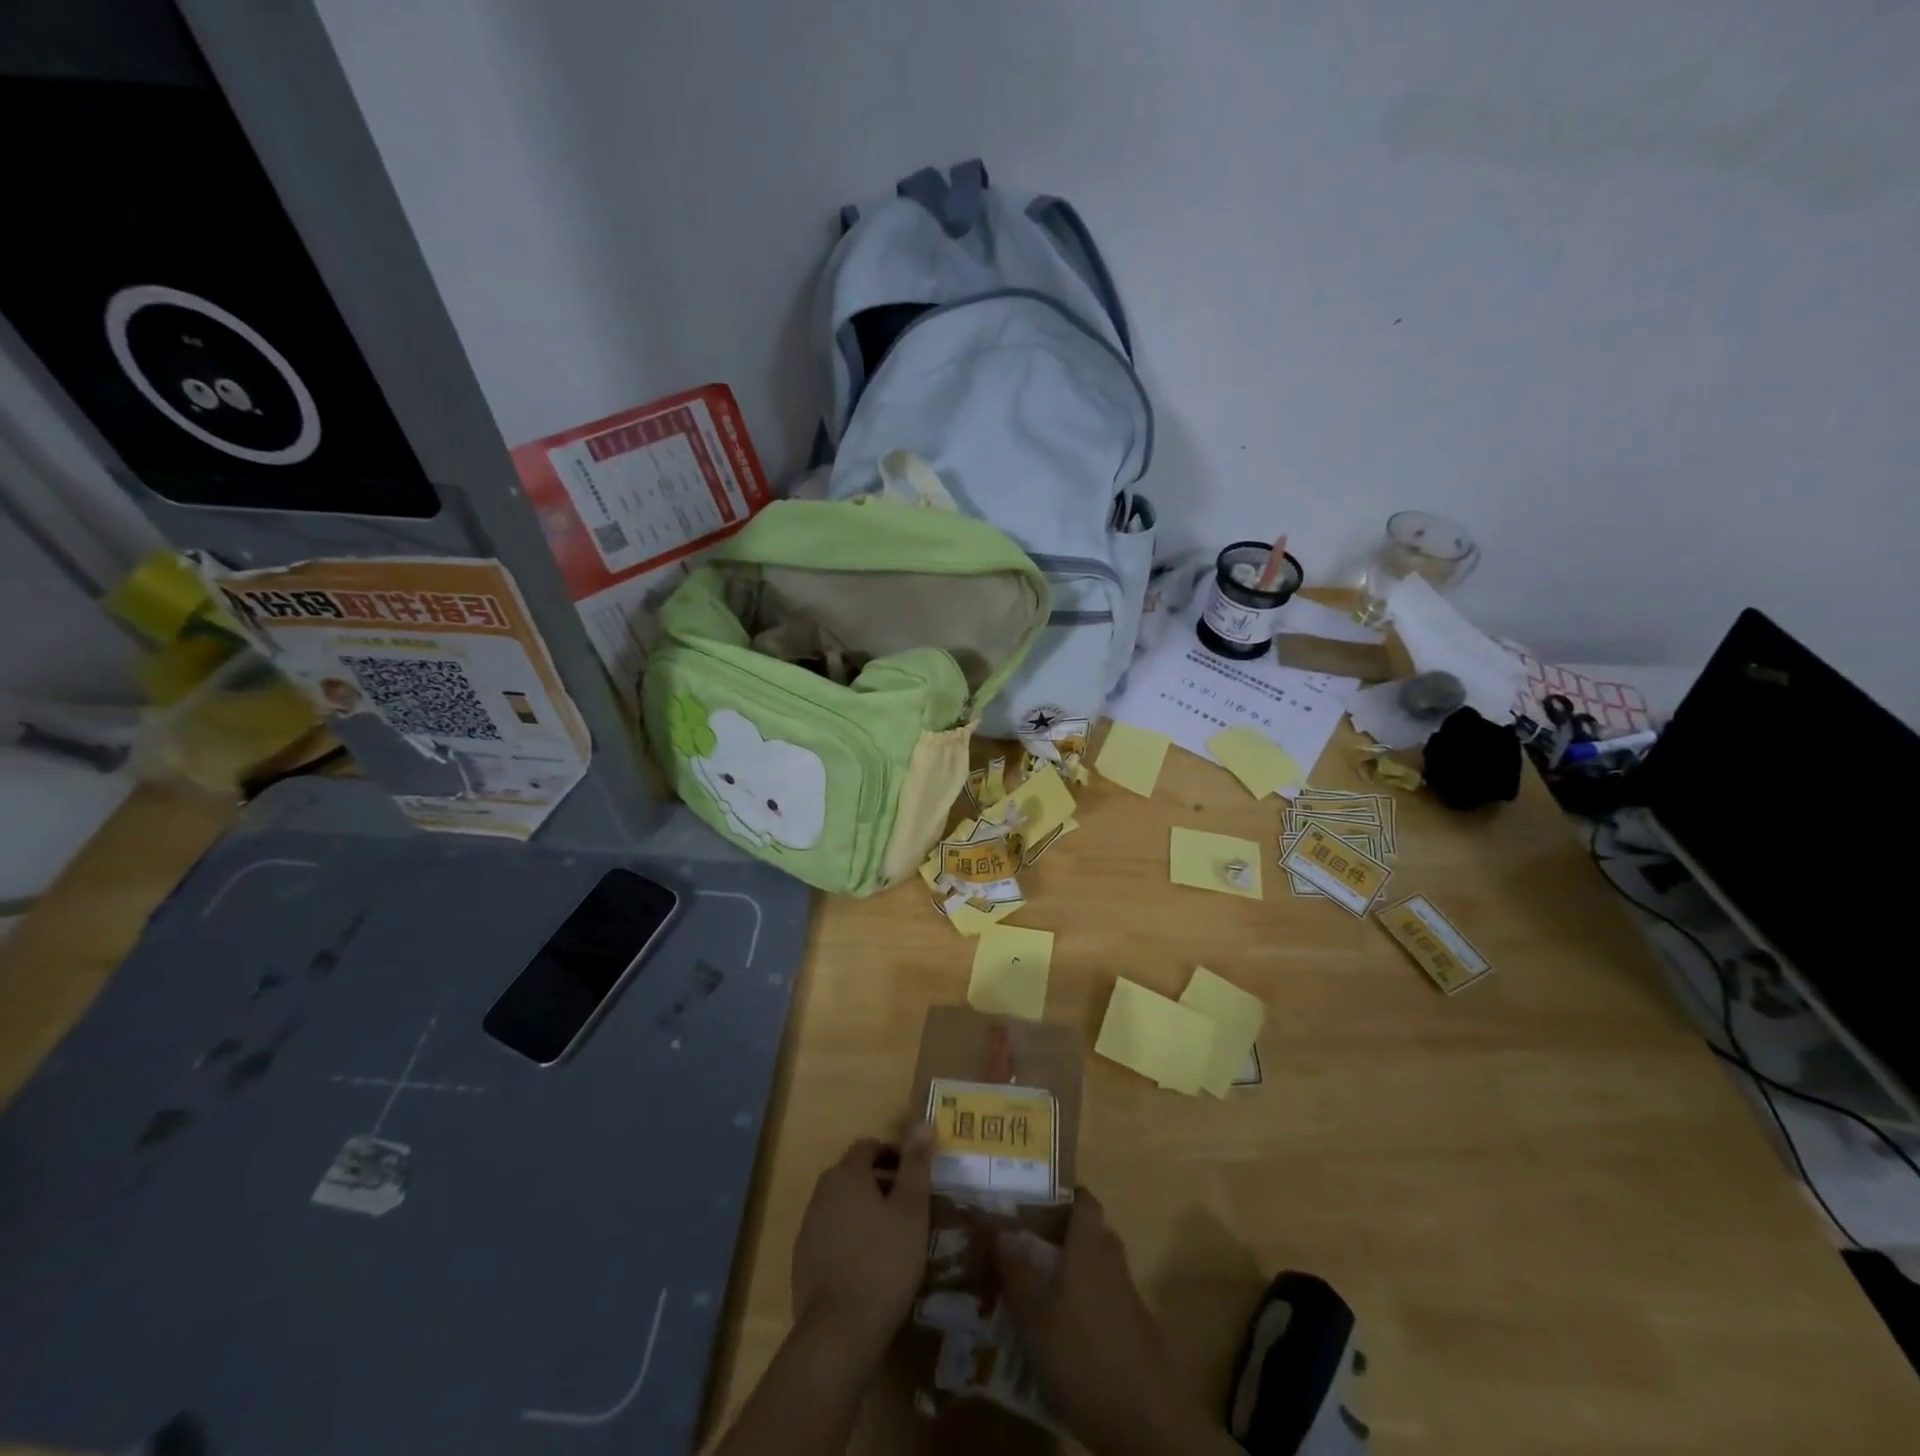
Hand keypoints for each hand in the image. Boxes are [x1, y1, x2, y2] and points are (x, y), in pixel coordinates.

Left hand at [790, 1127, 931, 1363]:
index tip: (915, 1176)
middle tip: (908, 1207)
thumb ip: (916, 1164)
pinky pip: (831, 1233)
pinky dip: (850, 1236)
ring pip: (842, 1204)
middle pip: (853, 1174)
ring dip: (864, 1210)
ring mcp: (808, 1227)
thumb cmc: (883, 1262)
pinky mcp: (803, 1260)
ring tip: (892, 1236)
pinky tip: (868, 1264)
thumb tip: (922, 1122)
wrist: (838, 1332)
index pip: (868, 1146)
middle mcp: (822, 1192)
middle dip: (880, 1182)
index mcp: (846, 1174)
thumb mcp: (911, 1210)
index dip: (893, 1155)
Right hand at [995, 1190, 1226, 1455]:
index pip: (1083, 1201)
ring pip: (1095, 1266)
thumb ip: (1017, 1269)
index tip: (1032, 1207)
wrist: (1146, 1422)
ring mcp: (1128, 1296)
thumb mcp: (1034, 1314)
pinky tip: (1061, 1330)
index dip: (1060, 1198)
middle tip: (1025, 1250)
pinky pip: (1103, 1297)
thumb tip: (1002, 1229)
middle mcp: (1112, 1260)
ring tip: (1036, 1291)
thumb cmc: (1081, 1354)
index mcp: (1089, 1245)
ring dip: (1069, 1271)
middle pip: (1088, 1232)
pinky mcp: (1135, 1330)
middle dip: (1058, 1236)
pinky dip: (1082, 1301)